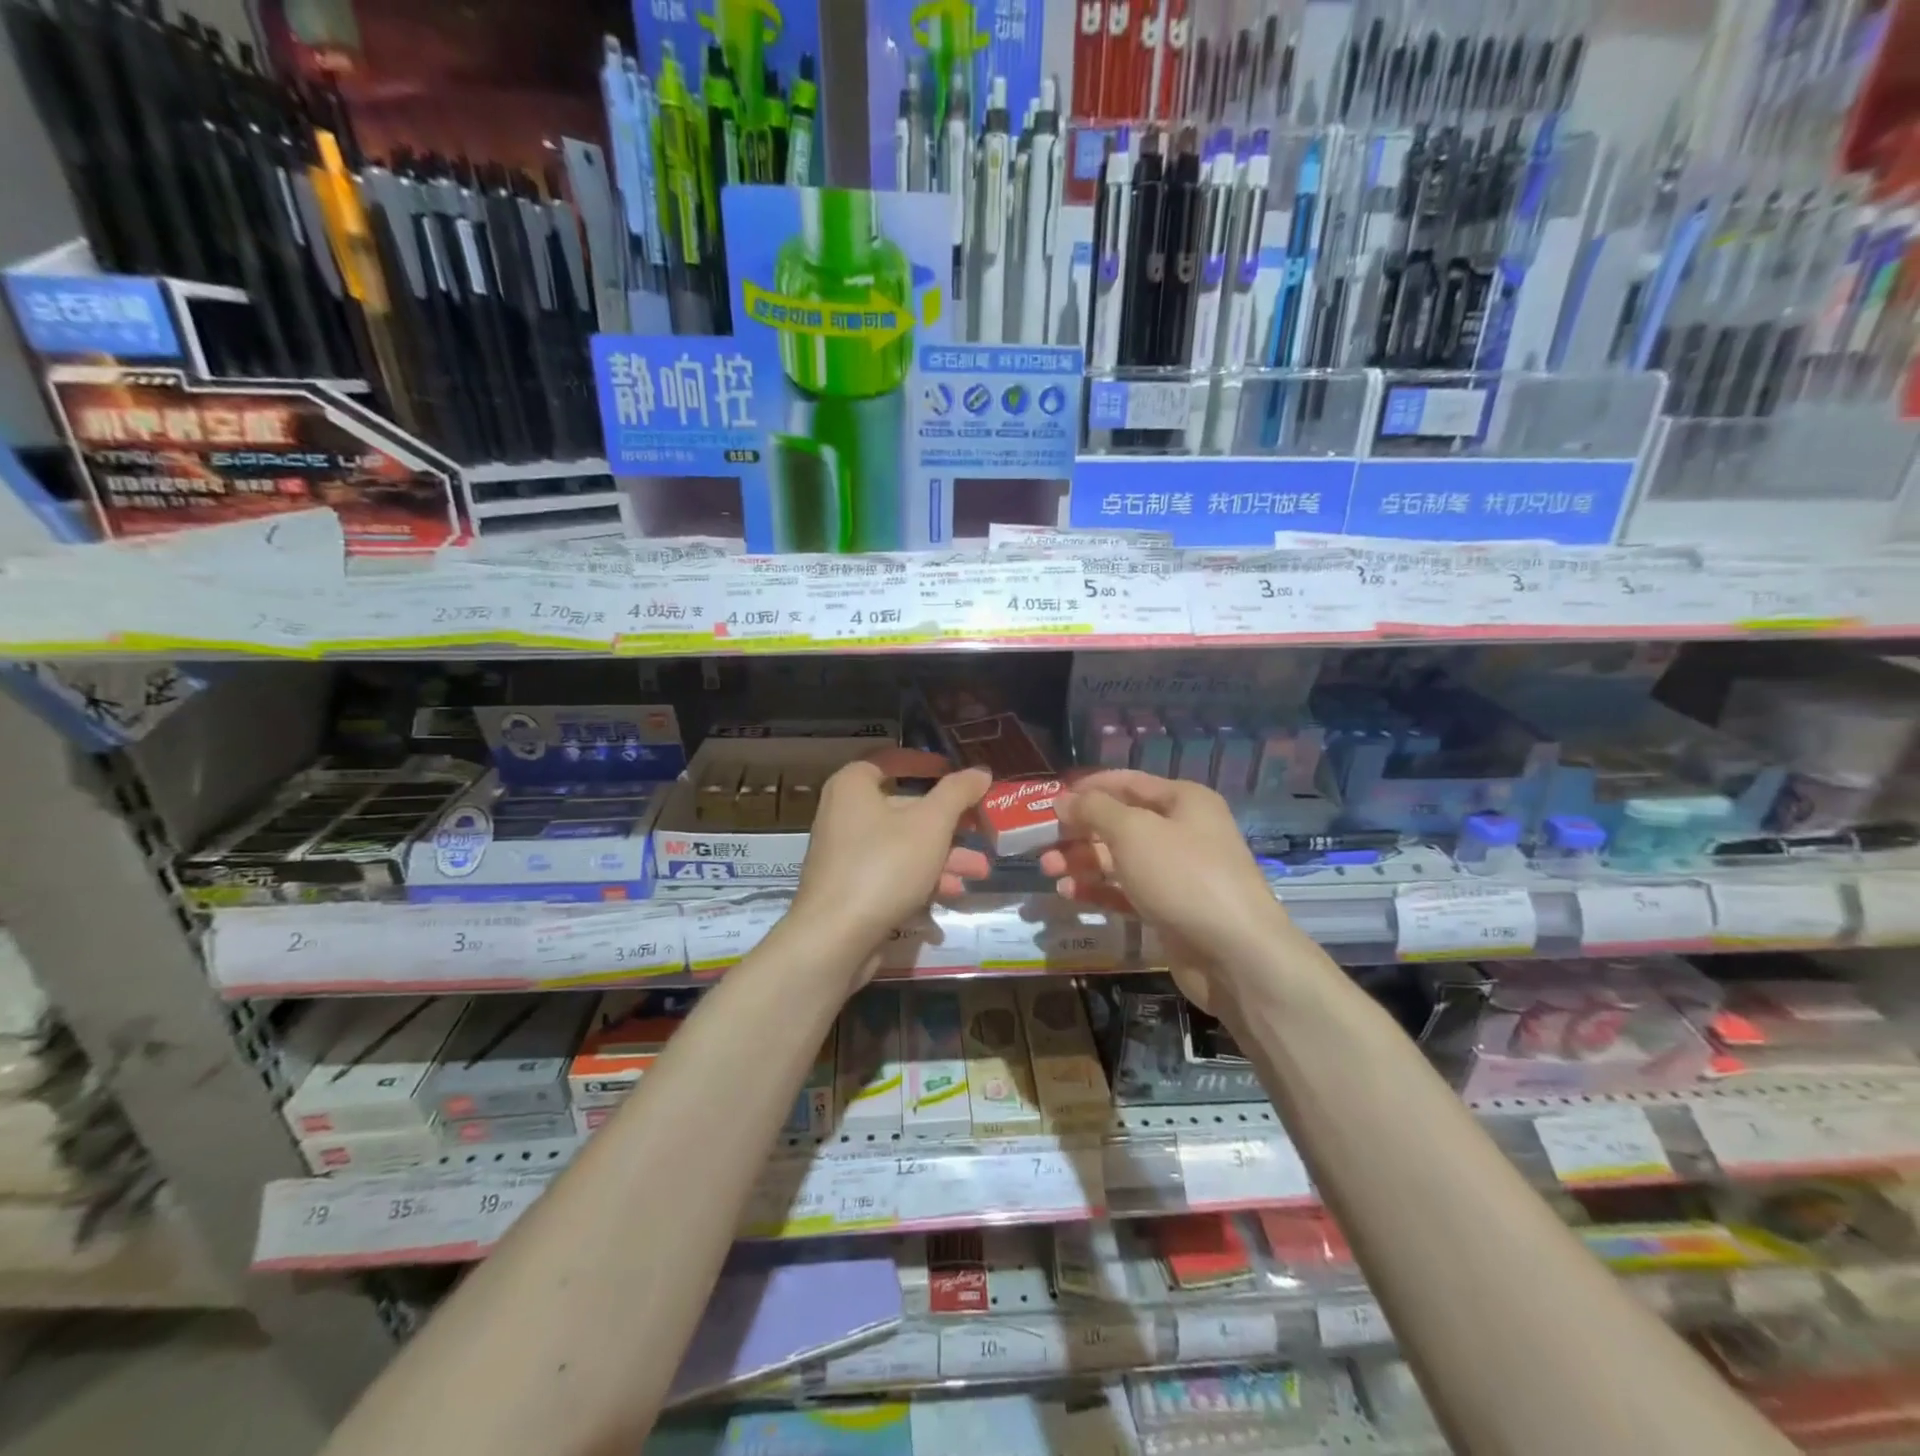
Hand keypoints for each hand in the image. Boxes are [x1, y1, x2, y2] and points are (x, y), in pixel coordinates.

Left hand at [790, 749, 990, 960]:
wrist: (834, 938)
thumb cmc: (884, 866)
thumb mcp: (931, 824)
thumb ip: (958, 793)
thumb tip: (980, 771)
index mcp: (853, 786)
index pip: (890, 760)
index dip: (925, 763)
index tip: (955, 772)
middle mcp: (844, 814)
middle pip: (904, 808)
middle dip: (949, 824)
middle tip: (981, 830)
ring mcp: (845, 855)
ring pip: (903, 845)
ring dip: (944, 856)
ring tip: (979, 872)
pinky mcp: (851, 889)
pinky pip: (892, 873)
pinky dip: (921, 879)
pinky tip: (951, 894)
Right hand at [1039, 771, 1297, 987]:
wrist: (1236, 954)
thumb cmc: (1183, 876)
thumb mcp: (1133, 832)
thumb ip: (1094, 810)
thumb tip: (1064, 799)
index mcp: (1183, 801)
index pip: (1127, 782)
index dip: (1088, 787)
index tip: (1050, 800)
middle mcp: (1182, 832)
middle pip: (1120, 823)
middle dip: (1079, 831)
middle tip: (1042, 843)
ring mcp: (1177, 873)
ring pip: (1119, 859)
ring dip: (1083, 862)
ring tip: (1049, 871)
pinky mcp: (1169, 910)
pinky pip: (1126, 892)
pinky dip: (1098, 891)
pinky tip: (1068, 895)